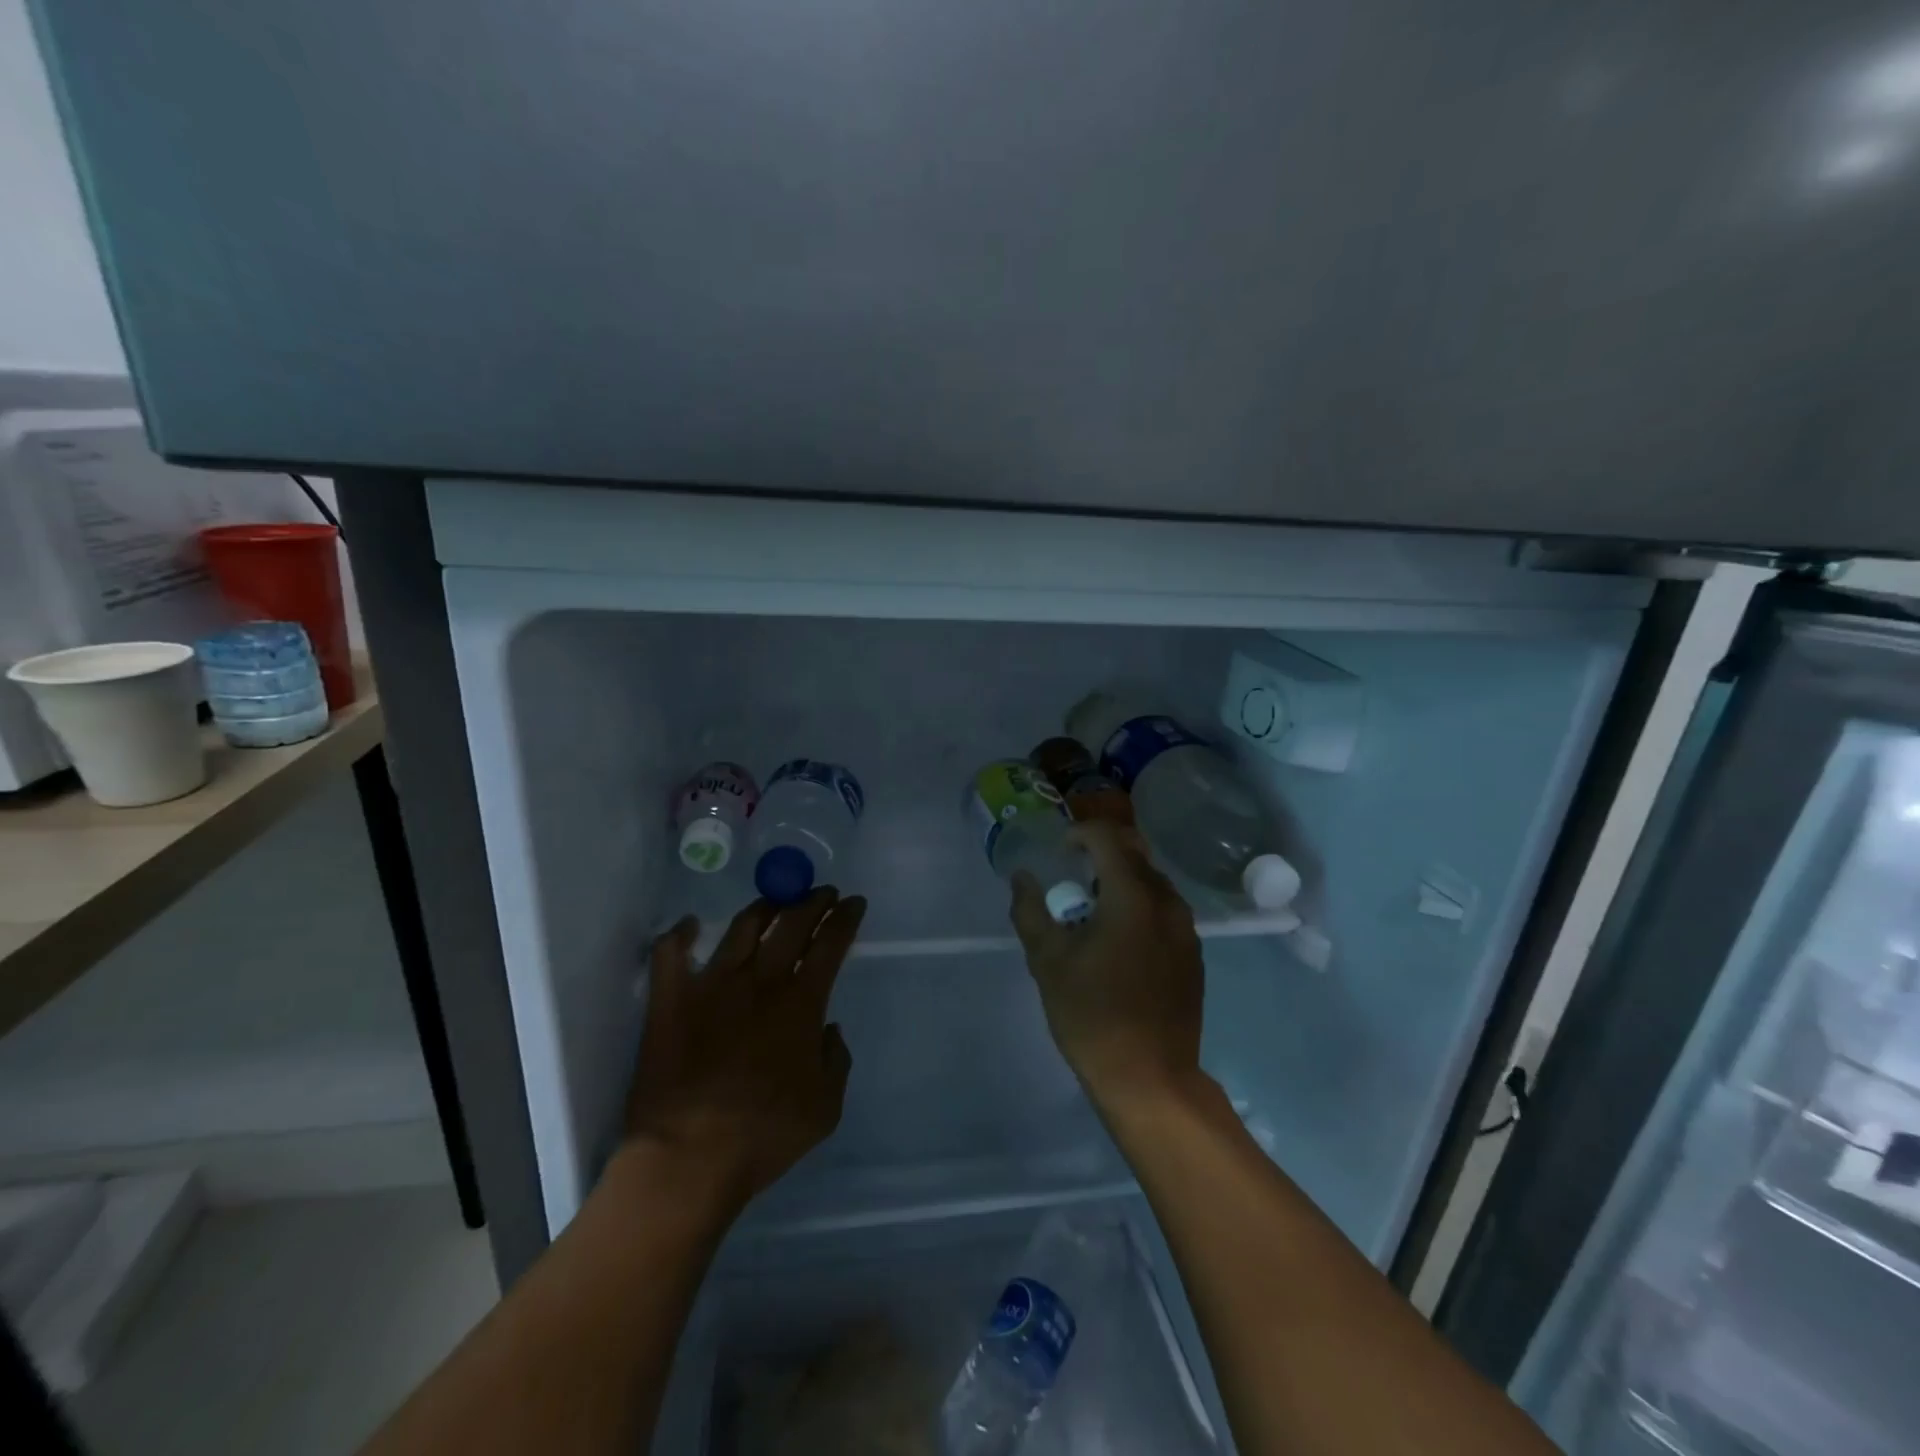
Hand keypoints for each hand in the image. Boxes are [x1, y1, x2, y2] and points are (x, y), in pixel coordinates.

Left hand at [622, 887, 866, 1212]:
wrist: (689, 1157)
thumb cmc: (765, 1135)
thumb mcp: (826, 1106)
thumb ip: (835, 1060)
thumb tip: (828, 1029)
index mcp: (801, 1002)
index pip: (831, 943)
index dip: (846, 918)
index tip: (854, 903)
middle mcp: (760, 981)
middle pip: (792, 923)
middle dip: (813, 902)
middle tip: (822, 893)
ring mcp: (712, 985)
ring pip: (742, 927)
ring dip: (764, 908)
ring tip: (774, 902)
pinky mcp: (670, 1000)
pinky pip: (670, 953)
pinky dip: (679, 934)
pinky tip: (689, 925)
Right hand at [1009, 822, 1204, 1108]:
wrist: (1150, 1077)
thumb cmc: (1092, 1015)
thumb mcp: (1047, 961)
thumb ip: (1030, 911)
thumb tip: (1022, 878)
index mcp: (1132, 897)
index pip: (1108, 838)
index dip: (1080, 833)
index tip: (1060, 850)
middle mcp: (1167, 902)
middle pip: (1136, 853)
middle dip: (1103, 852)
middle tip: (1075, 876)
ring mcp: (1186, 929)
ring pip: (1154, 881)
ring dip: (1123, 880)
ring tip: (1095, 911)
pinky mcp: (1194, 954)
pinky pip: (1166, 910)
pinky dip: (1141, 906)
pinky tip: (1121, 941)